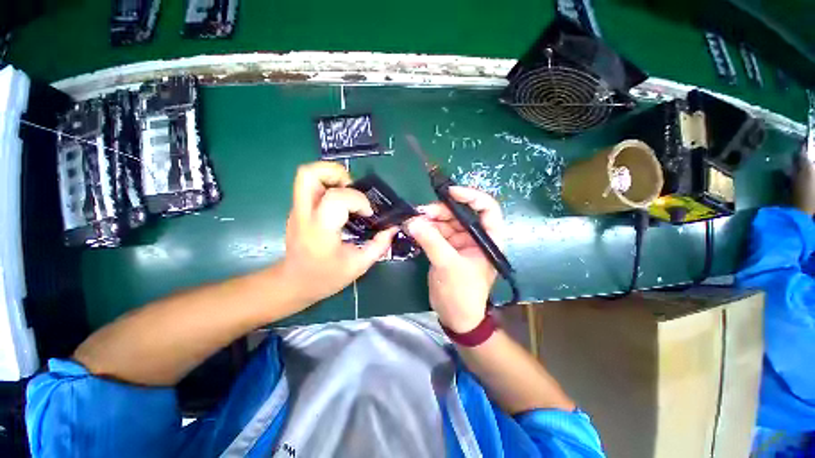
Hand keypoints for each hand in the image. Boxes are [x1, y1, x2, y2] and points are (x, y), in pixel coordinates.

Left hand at [280, 162, 396, 304]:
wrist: (294, 284)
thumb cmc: (326, 278)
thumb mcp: (358, 266)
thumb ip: (378, 246)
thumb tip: (392, 228)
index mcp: (320, 230)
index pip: (336, 198)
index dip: (358, 200)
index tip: (368, 213)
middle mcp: (304, 215)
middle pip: (309, 174)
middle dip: (336, 173)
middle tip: (353, 188)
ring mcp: (297, 210)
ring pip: (306, 175)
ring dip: (331, 176)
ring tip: (348, 193)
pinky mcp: (298, 210)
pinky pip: (310, 186)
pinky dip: (328, 185)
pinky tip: (341, 204)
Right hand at [406, 187, 502, 332]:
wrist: (455, 316)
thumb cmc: (462, 293)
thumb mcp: (448, 266)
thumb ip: (431, 241)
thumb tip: (412, 221)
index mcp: (489, 239)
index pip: (487, 208)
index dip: (471, 196)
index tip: (450, 193)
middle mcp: (476, 237)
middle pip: (460, 213)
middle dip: (441, 210)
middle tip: (420, 213)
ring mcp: (461, 242)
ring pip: (446, 222)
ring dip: (430, 220)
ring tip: (414, 221)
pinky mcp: (447, 248)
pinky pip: (437, 232)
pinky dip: (426, 229)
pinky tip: (415, 228)